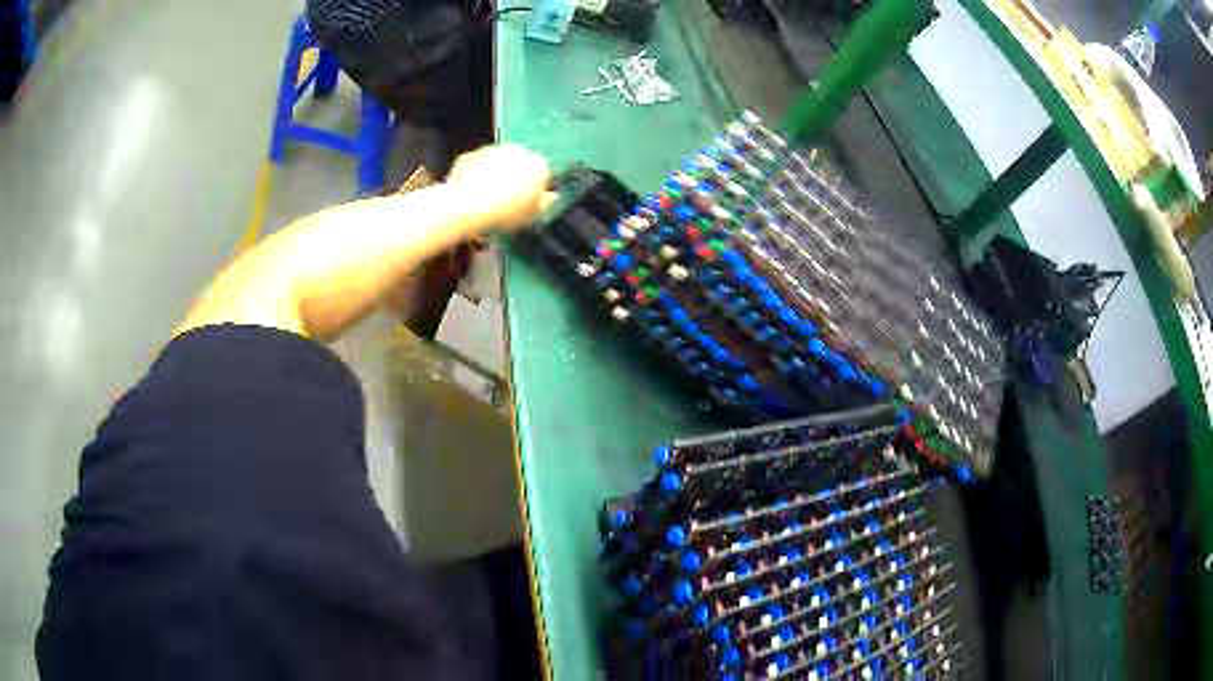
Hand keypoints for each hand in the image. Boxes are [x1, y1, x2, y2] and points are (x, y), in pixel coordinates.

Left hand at [446, 144, 550, 230]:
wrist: (466, 207)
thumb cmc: (503, 213)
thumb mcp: (530, 216)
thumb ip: (544, 204)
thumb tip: (549, 198)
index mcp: (538, 165)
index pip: (543, 174)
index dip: (535, 190)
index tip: (527, 203)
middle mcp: (518, 150)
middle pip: (520, 164)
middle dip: (515, 178)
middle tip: (506, 201)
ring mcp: (492, 150)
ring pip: (498, 162)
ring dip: (495, 175)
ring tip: (487, 199)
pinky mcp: (471, 155)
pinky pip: (477, 165)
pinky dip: (476, 175)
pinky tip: (472, 194)